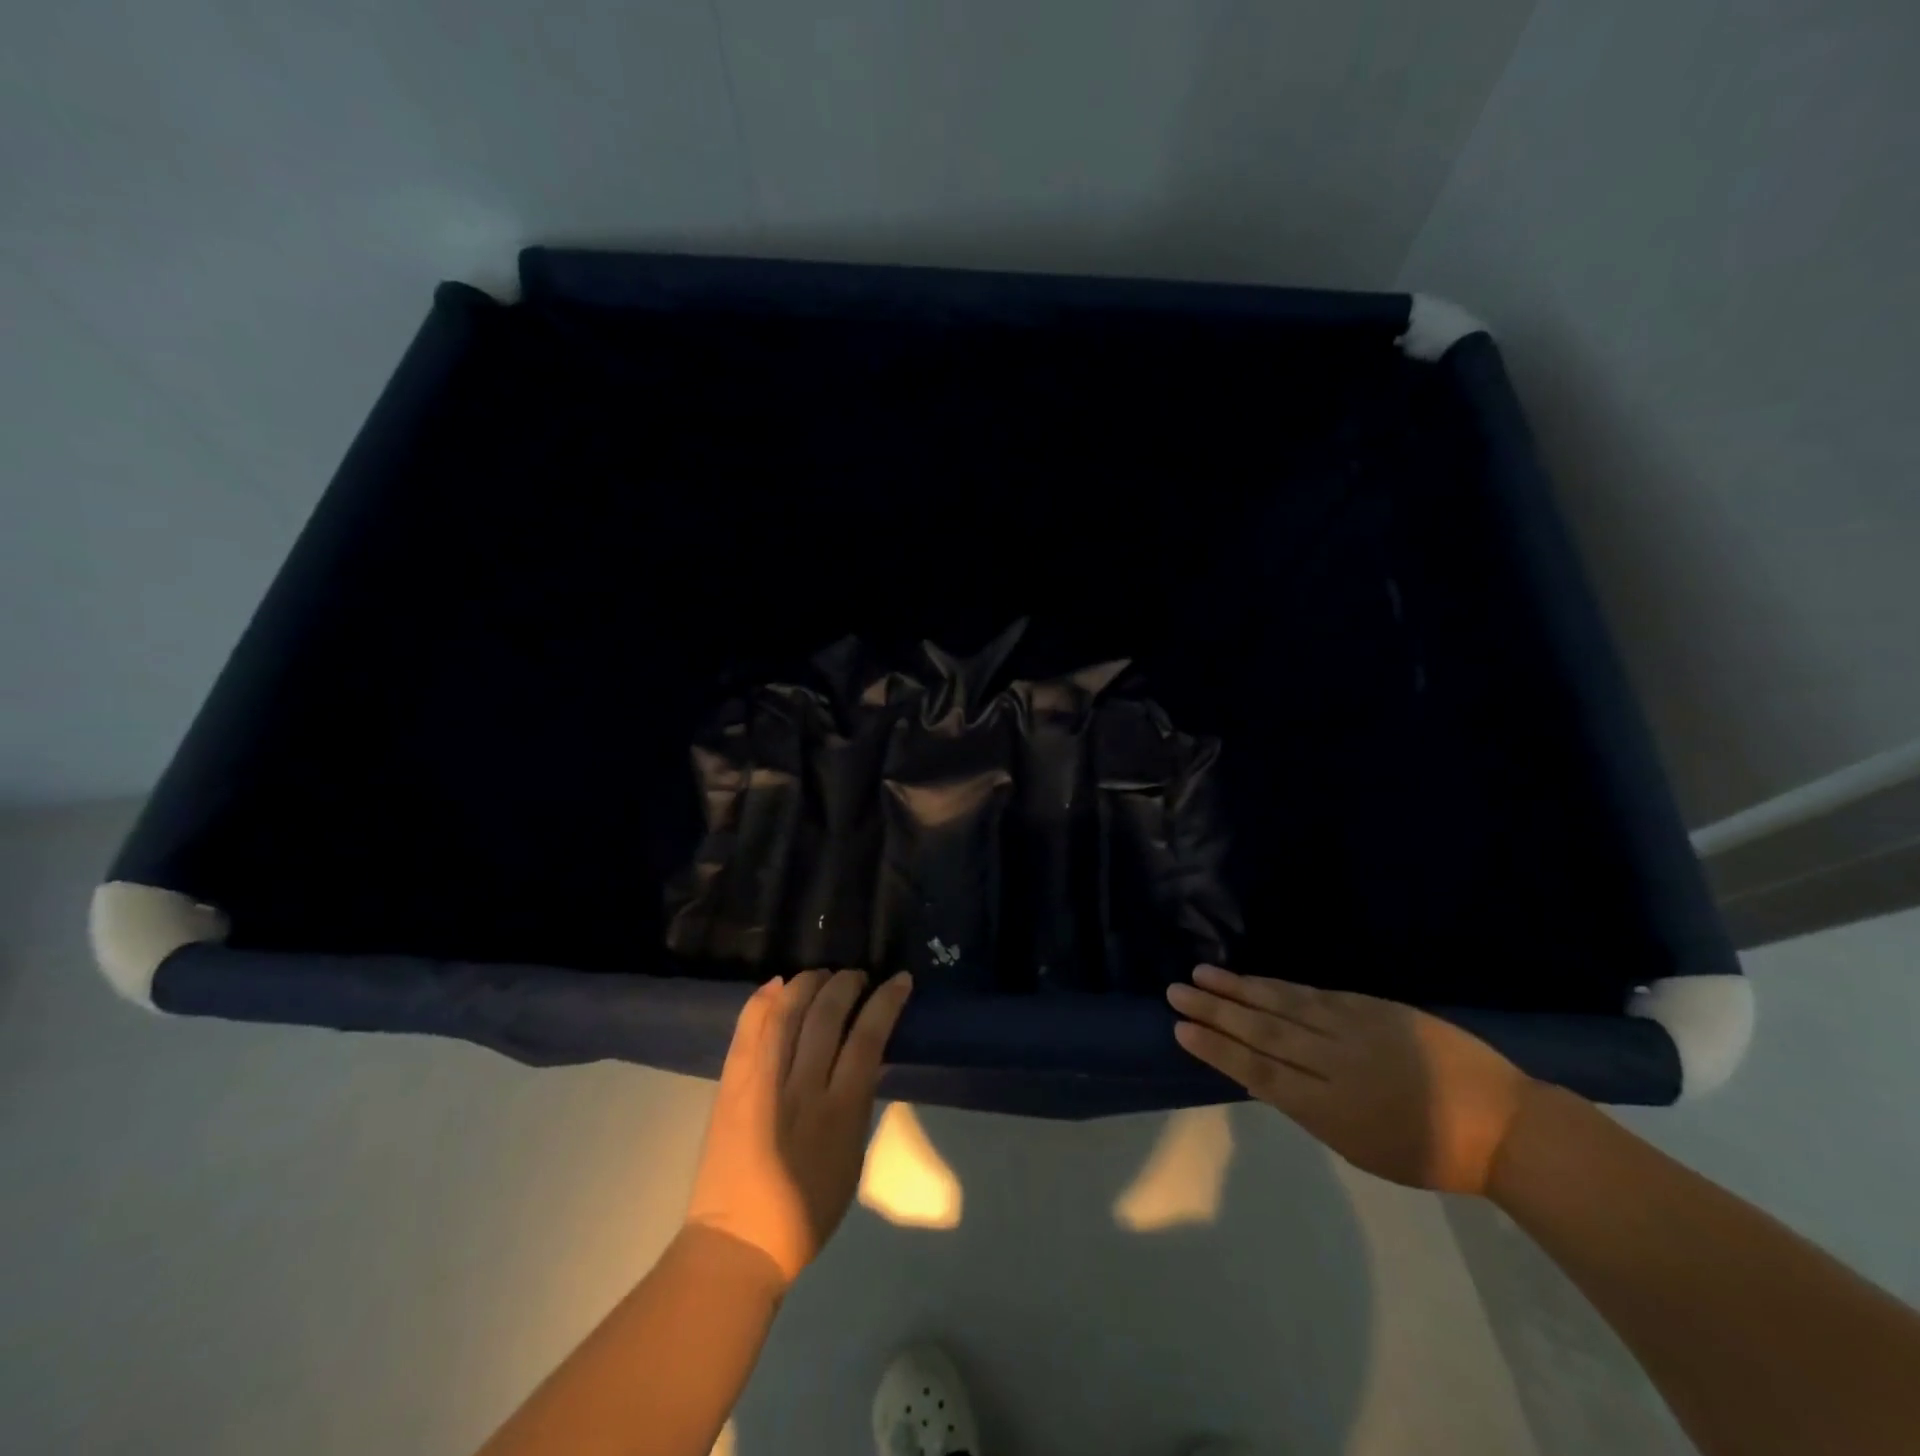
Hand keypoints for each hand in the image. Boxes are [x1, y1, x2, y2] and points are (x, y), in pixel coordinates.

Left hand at [684, 968, 912, 1286]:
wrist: (738, 1242)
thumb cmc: (807, 1210)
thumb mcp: (852, 1157)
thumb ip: (859, 1103)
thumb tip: (866, 1057)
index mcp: (840, 1111)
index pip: (868, 1037)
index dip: (885, 1001)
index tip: (897, 980)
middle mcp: (802, 1088)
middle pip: (826, 1016)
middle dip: (845, 985)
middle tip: (855, 975)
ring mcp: (762, 1084)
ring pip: (786, 1013)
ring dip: (807, 984)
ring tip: (821, 975)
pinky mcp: (732, 1086)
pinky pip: (748, 1030)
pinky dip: (762, 1000)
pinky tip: (777, 984)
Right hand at [1167, 964, 1532, 1194]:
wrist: (1502, 1124)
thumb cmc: (1428, 1153)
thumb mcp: (1359, 1148)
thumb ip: (1306, 1109)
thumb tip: (1255, 1078)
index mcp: (1330, 1108)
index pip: (1258, 1071)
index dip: (1216, 1049)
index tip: (1180, 1030)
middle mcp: (1334, 1063)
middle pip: (1262, 1032)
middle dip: (1214, 1012)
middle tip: (1175, 992)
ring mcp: (1354, 1029)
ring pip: (1283, 1005)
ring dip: (1238, 989)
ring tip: (1201, 974)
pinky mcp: (1372, 1007)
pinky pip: (1314, 994)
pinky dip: (1279, 985)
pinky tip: (1254, 978)